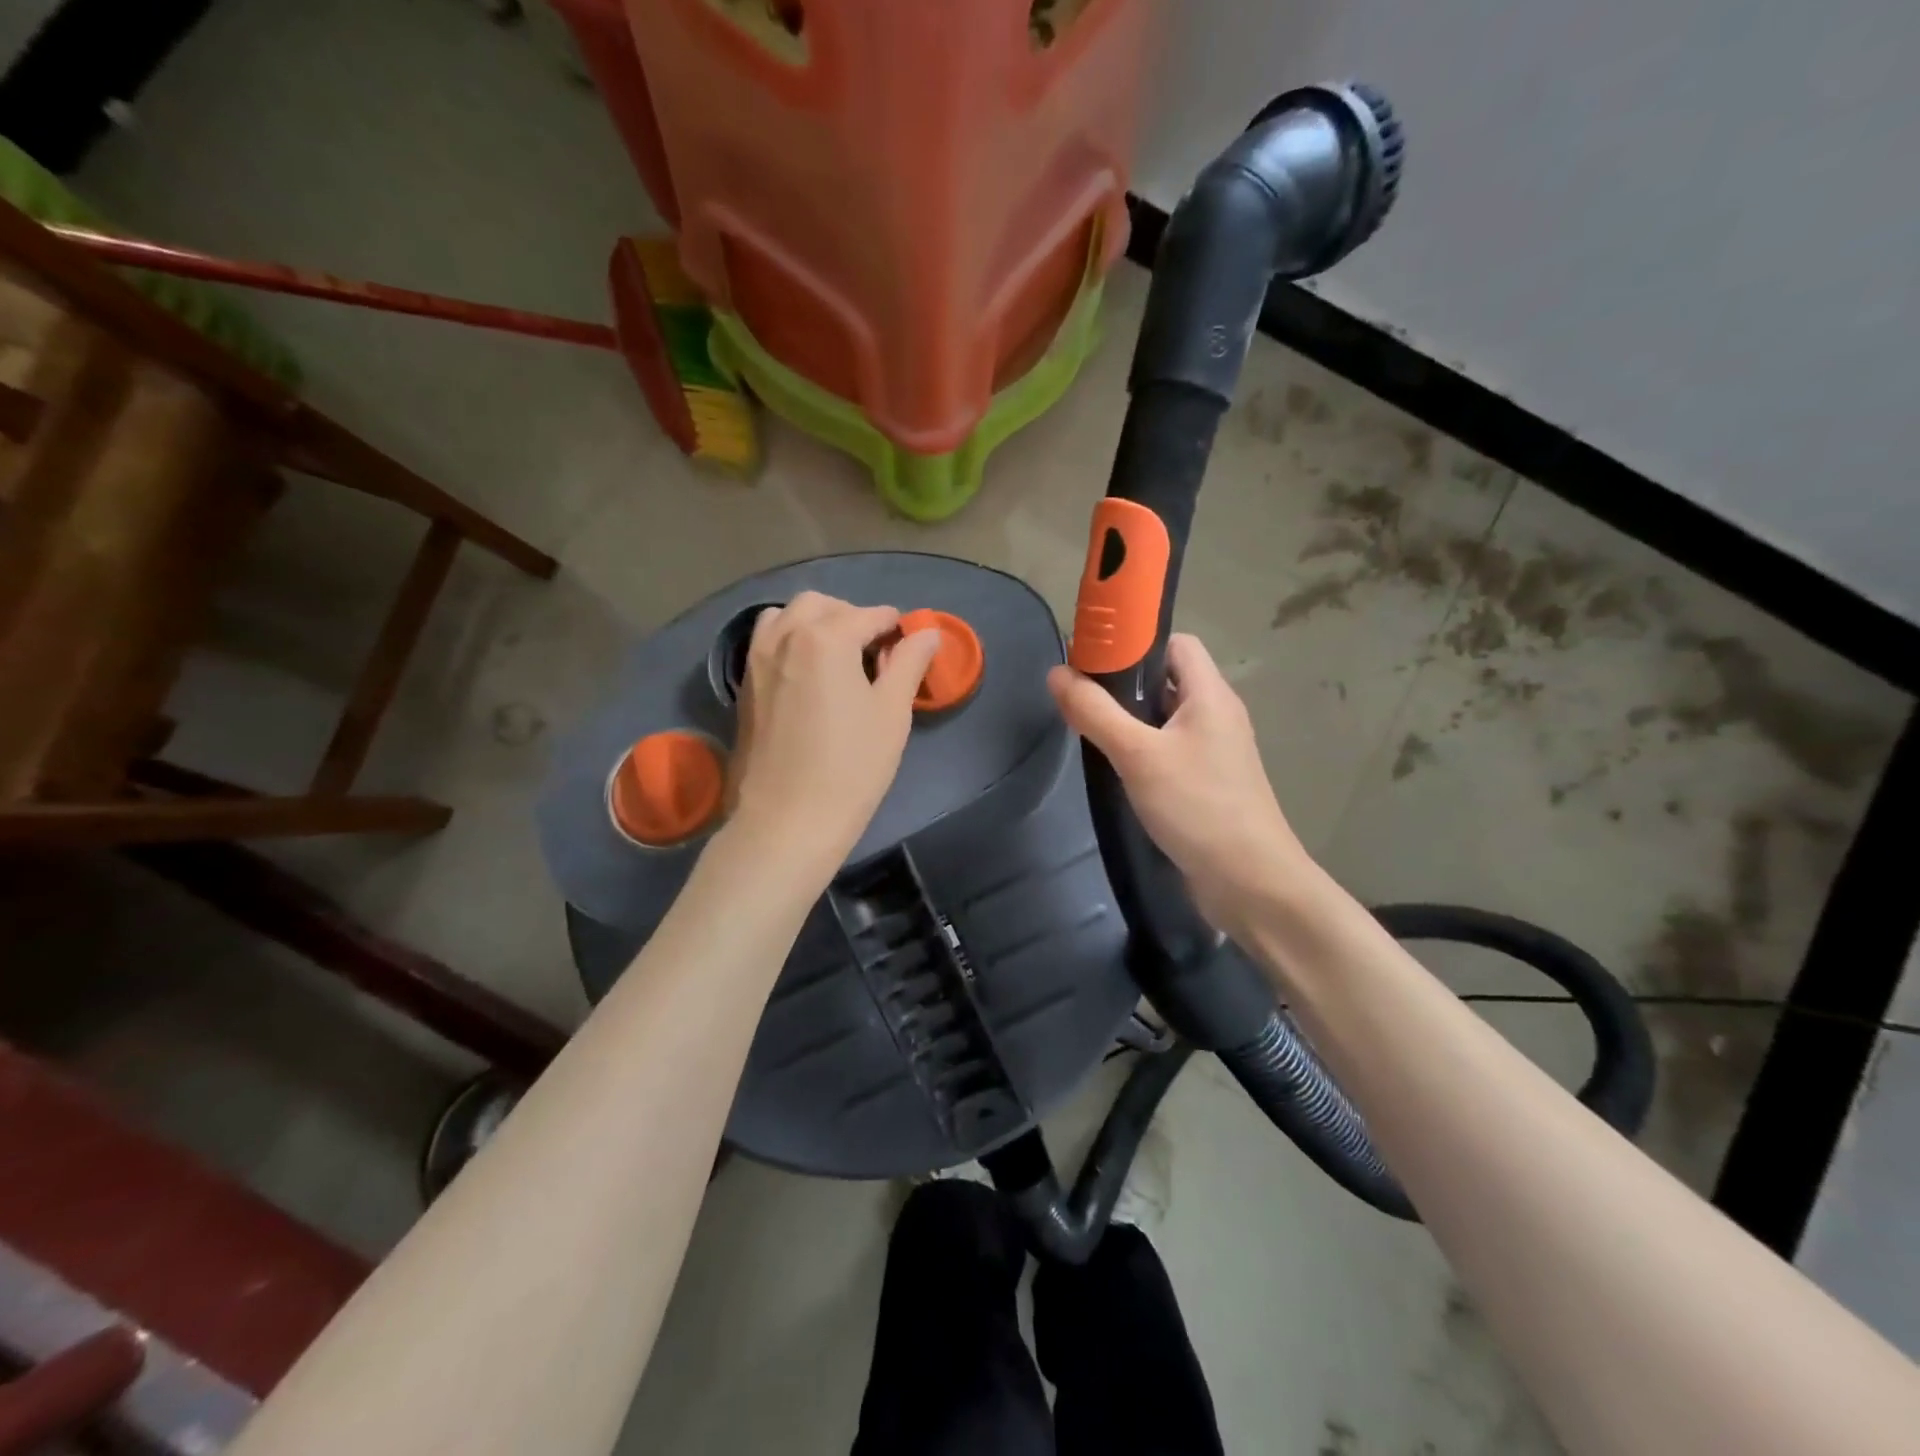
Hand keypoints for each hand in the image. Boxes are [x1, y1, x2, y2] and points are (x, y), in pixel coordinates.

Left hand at [727, 591, 941, 871]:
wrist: (787, 821)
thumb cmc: (851, 767)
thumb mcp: (891, 712)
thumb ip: (909, 662)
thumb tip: (926, 632)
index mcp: (825, 637)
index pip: (870, 615)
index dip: (896, 630)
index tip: (909, 651)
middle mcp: (784, 636)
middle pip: (822, 605)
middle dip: (852, 617)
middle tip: (875, 655)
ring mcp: (757, 660)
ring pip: (786, 617)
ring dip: (815, 624)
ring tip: (837, 660)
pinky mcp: (744, 686)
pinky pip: (767, 643)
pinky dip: (790, 642)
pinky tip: (808, 678)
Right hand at [1047, 634, 1307, 934]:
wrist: (1250, 881)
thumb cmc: (1198, 806)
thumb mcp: (1138, 755)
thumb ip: (1095, 712)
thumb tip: (1057, 673)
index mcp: (1211, 695)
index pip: (1176, 643)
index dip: (1137, 643)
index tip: (1094, 659)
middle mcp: (1218, 715)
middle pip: (1170, 679)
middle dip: (1126, 683)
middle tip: (1083, 697)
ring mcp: (1215, 751)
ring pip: (1168, 717)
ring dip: (1132, 719)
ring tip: (1092, 730)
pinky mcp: (1208, 782)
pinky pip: (1171, 749)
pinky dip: (1143, 749)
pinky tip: (1117, 768)